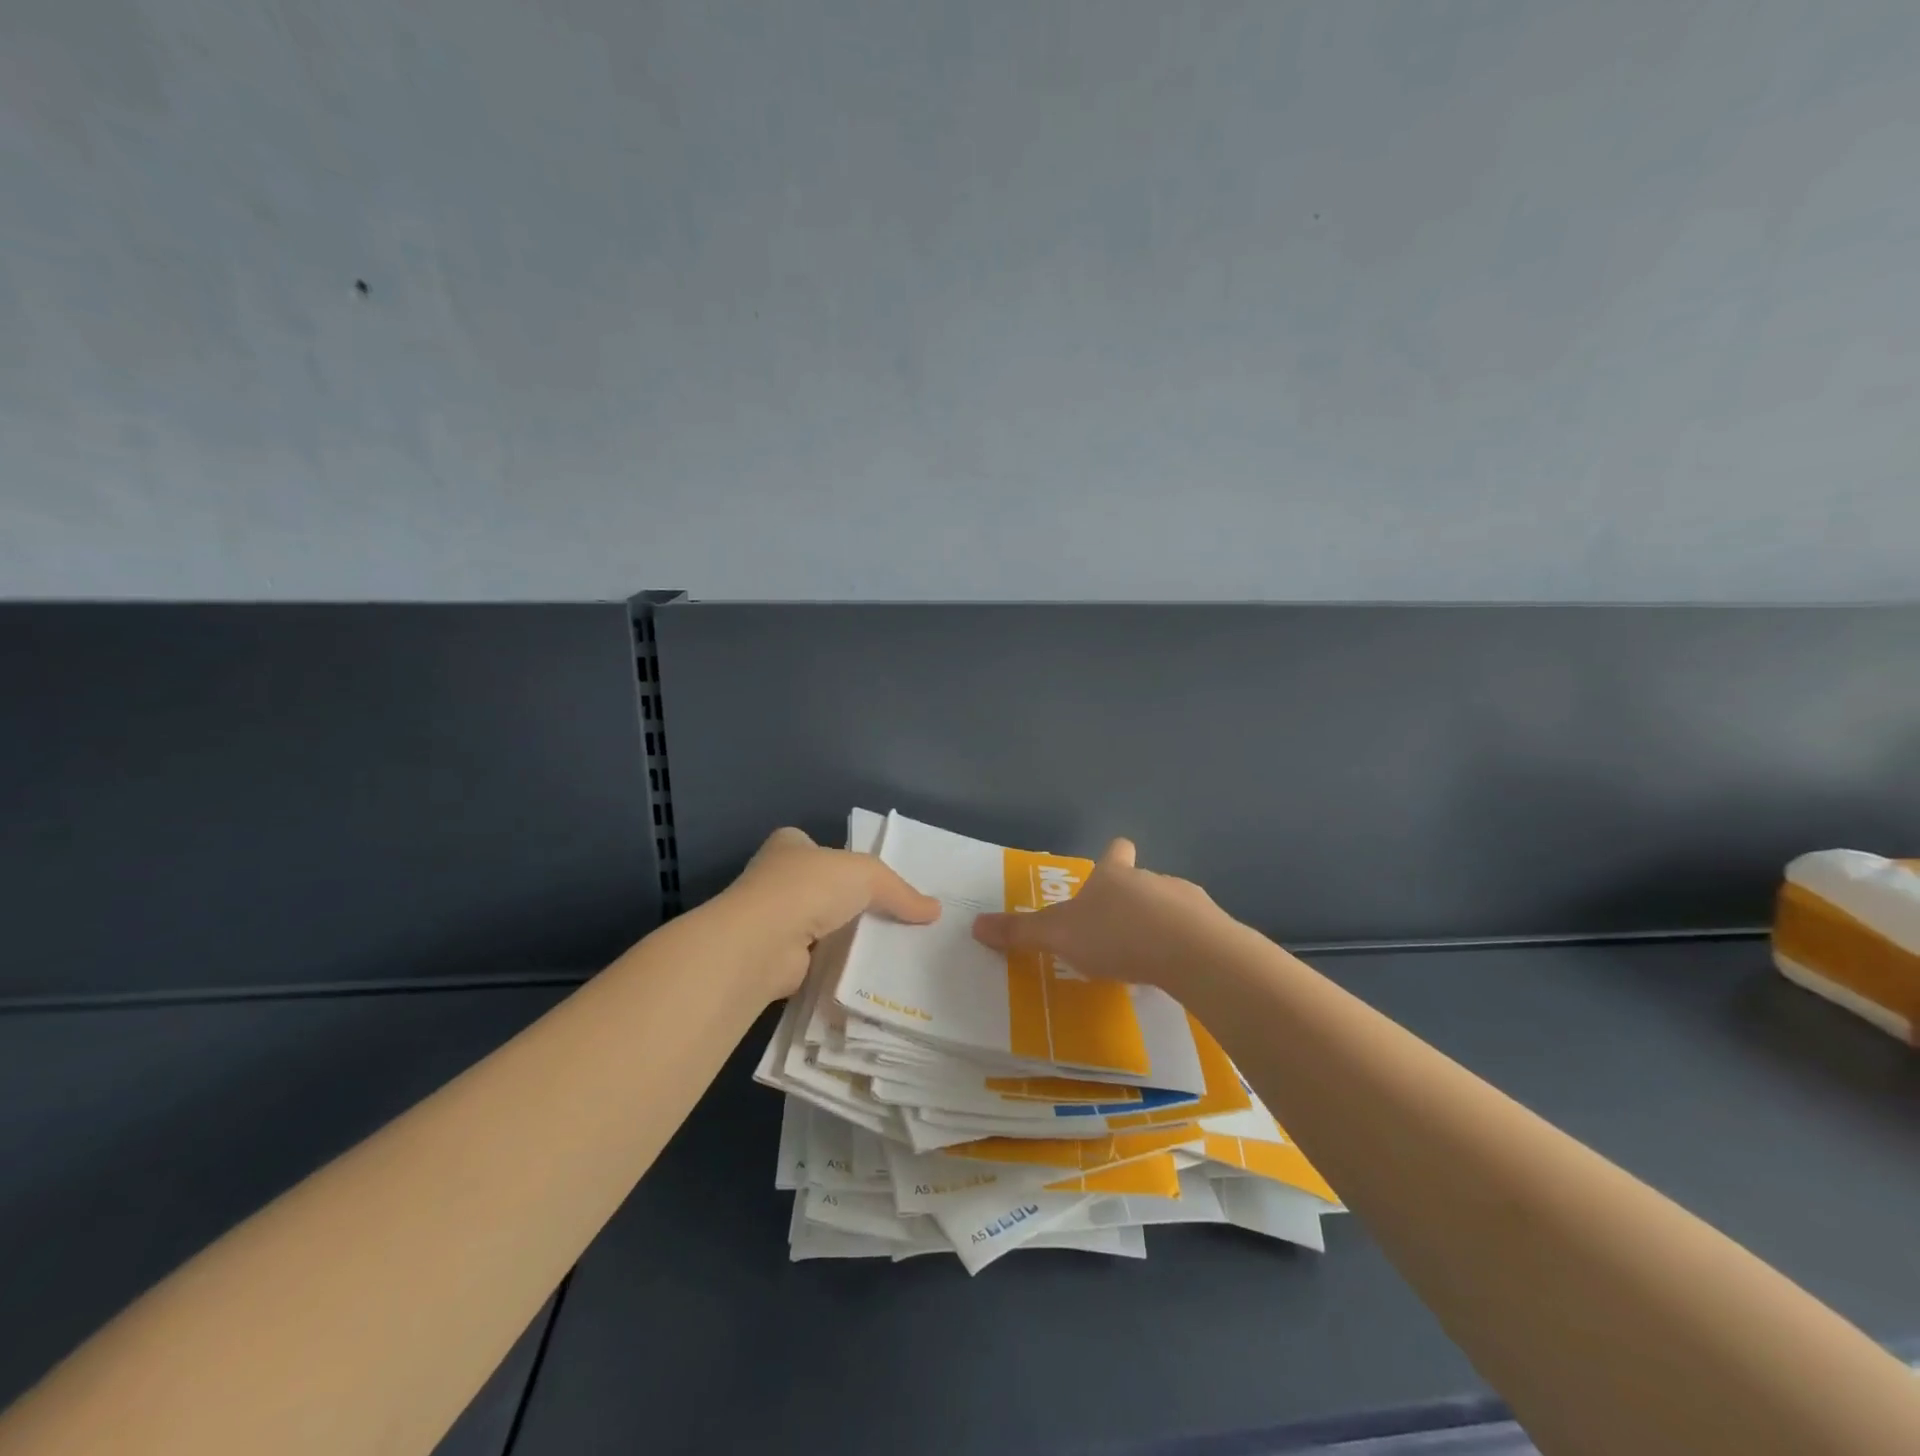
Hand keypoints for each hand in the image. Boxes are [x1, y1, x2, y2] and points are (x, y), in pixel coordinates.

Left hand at [723, 827, 941, 998]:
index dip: (844, 859)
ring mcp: (773, 920)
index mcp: (789, 846)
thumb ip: (899, 891)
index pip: (818, 846)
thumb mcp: (867, 875)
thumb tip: (934, 910)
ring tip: (887, 948)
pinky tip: (864, 973)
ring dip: (843, 935)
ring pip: (819, 925)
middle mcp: (776, 879)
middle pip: (822, 887)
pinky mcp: (777, 958)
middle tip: (892, 917)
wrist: (764, 942)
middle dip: (849, 901)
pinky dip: (836, 965)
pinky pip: (816, 959)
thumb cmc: (809, 887)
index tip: (874, 879)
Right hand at [970, 838, 1227, 994]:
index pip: (1115, 853)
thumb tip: (974, 925)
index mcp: (1114, 877)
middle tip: (1115, 933)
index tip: (1114, 860)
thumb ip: (1020, 933)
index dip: (1113, 855)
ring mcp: (1187, 903)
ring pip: (1169, 908)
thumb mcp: (1058, 936)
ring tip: (1146, 958)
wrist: (1191, 953)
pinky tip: (1176, 973)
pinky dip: (1183, 949)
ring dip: (1158, 926)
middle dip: (1130, 903)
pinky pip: (1194, 935)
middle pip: (1141, 882)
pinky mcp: (1213, 930)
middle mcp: (1151, 881)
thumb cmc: (1117, 935)